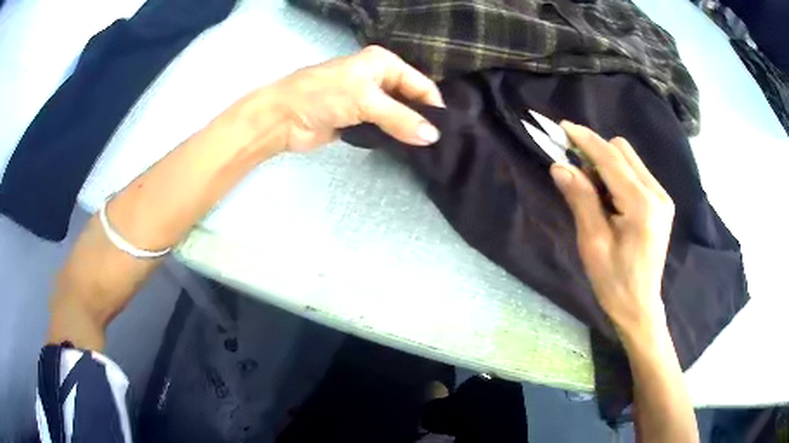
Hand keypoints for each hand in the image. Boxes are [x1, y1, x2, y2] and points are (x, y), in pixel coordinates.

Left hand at [264, 45, 443, 151]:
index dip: (433, 105)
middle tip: (439, 143)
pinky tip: (406, 149)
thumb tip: (433, 137)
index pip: (420, 84)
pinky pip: (384, 127)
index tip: (445, 131)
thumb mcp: (365, 101)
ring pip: (398, 114)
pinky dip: (393, 137)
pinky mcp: (358, 119)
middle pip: (411, 99)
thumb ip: (400, 118)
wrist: (282, 118)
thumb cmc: (323, 96)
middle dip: (422, 119)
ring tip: (427, 150)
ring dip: (408, 129)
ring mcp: (368, 100)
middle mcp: (379, 78)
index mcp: (383, 63)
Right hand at [550, 122, 674, 339]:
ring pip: (629, 159)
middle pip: (622, 151)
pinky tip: (606, 196)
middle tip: (572, 167)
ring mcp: (662, 197)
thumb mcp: (593, 243)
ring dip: (605, 163)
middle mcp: (657, 193)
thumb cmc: (613, 281)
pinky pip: (635, 173)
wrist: (640, 306)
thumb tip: (559, 165)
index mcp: (641, 205)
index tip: (562, 127)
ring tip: (589, 187)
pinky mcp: (661, 202)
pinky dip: (616, 175)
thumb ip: (580, 199)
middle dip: (595, 151)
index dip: (585, 140)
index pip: (611, 159)